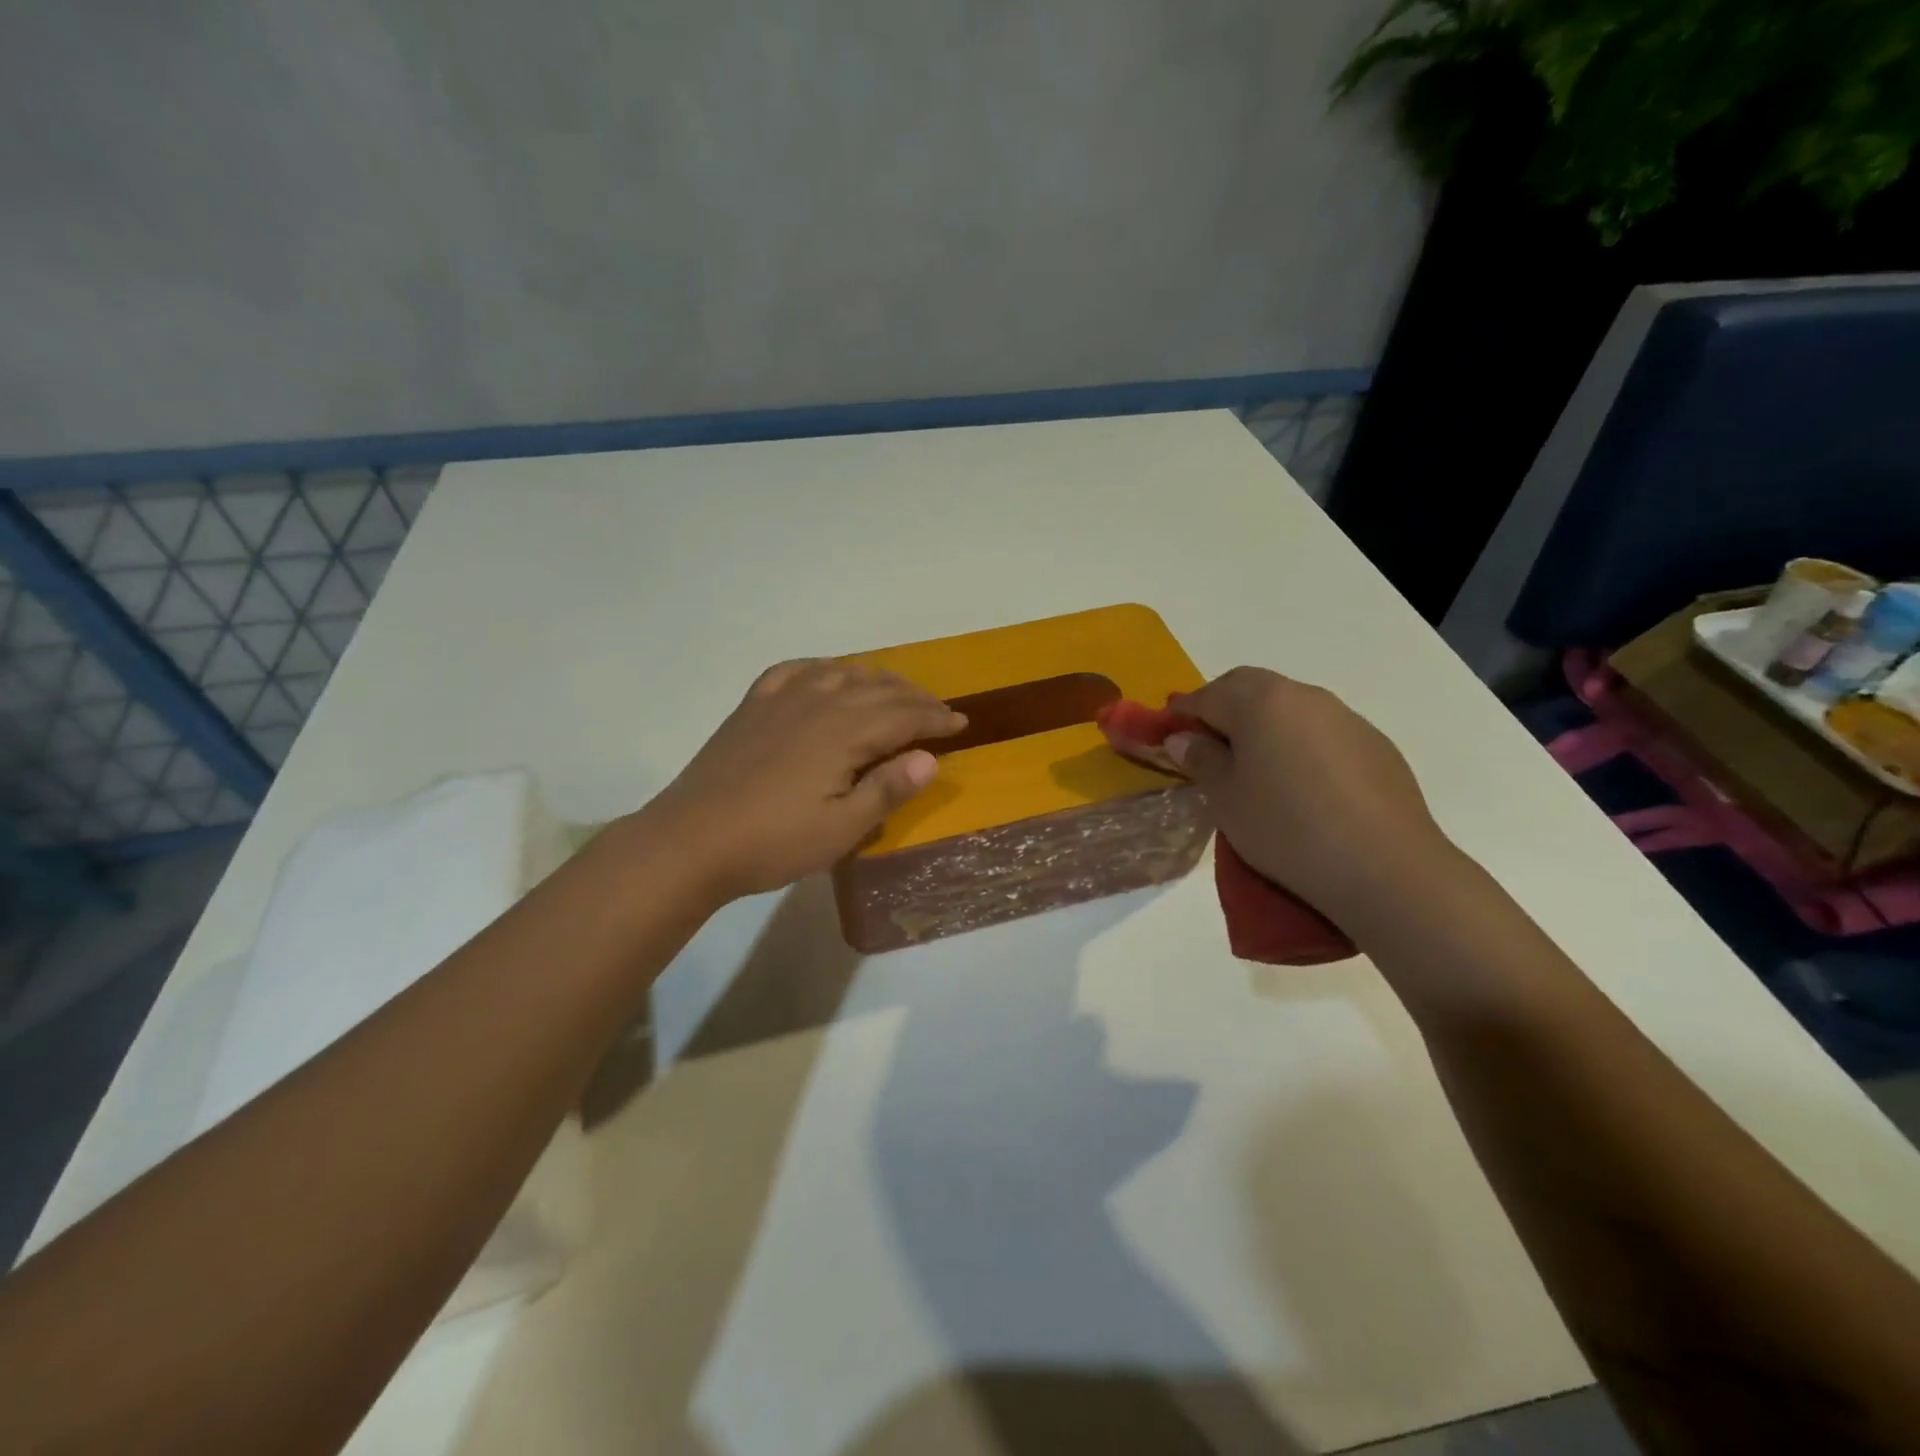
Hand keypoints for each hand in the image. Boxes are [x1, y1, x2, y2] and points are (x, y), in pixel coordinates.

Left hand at [640, 659, 965, 899]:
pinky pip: (796, 671)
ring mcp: (781, 699)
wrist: (691, 839)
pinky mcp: (753, 706)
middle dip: (914, 697)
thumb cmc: (773, 841)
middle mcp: (818, 702)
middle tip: (937, 712)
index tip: (960, 724)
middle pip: (878, 688)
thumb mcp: (841, 829)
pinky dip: (823, 668)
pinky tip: (828, 676)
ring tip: (893, 694)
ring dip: (876, 680)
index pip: (904, 715)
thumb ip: (888, 790)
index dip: (936, 718)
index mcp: (844, 732)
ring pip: (841, 673)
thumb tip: (930, 759)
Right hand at [1163, 668, 1456, 922]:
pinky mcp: (1375, 744)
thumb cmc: (1286, 829)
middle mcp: (1304, 696)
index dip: (1181, 712)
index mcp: (1261, 702)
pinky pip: (1322, 731)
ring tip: (1254, 766)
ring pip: (1289, 707)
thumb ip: (1201, 760)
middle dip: (1222, 708)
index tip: (1166, 731)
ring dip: (1263, 724)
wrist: (1385, 868)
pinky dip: (1299, 743)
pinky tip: (1301, 784)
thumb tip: (1184, 738)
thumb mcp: (1225, 799)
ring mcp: (1346, 717)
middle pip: (1250, 688)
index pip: (1207, 695)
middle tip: (1206, 744)